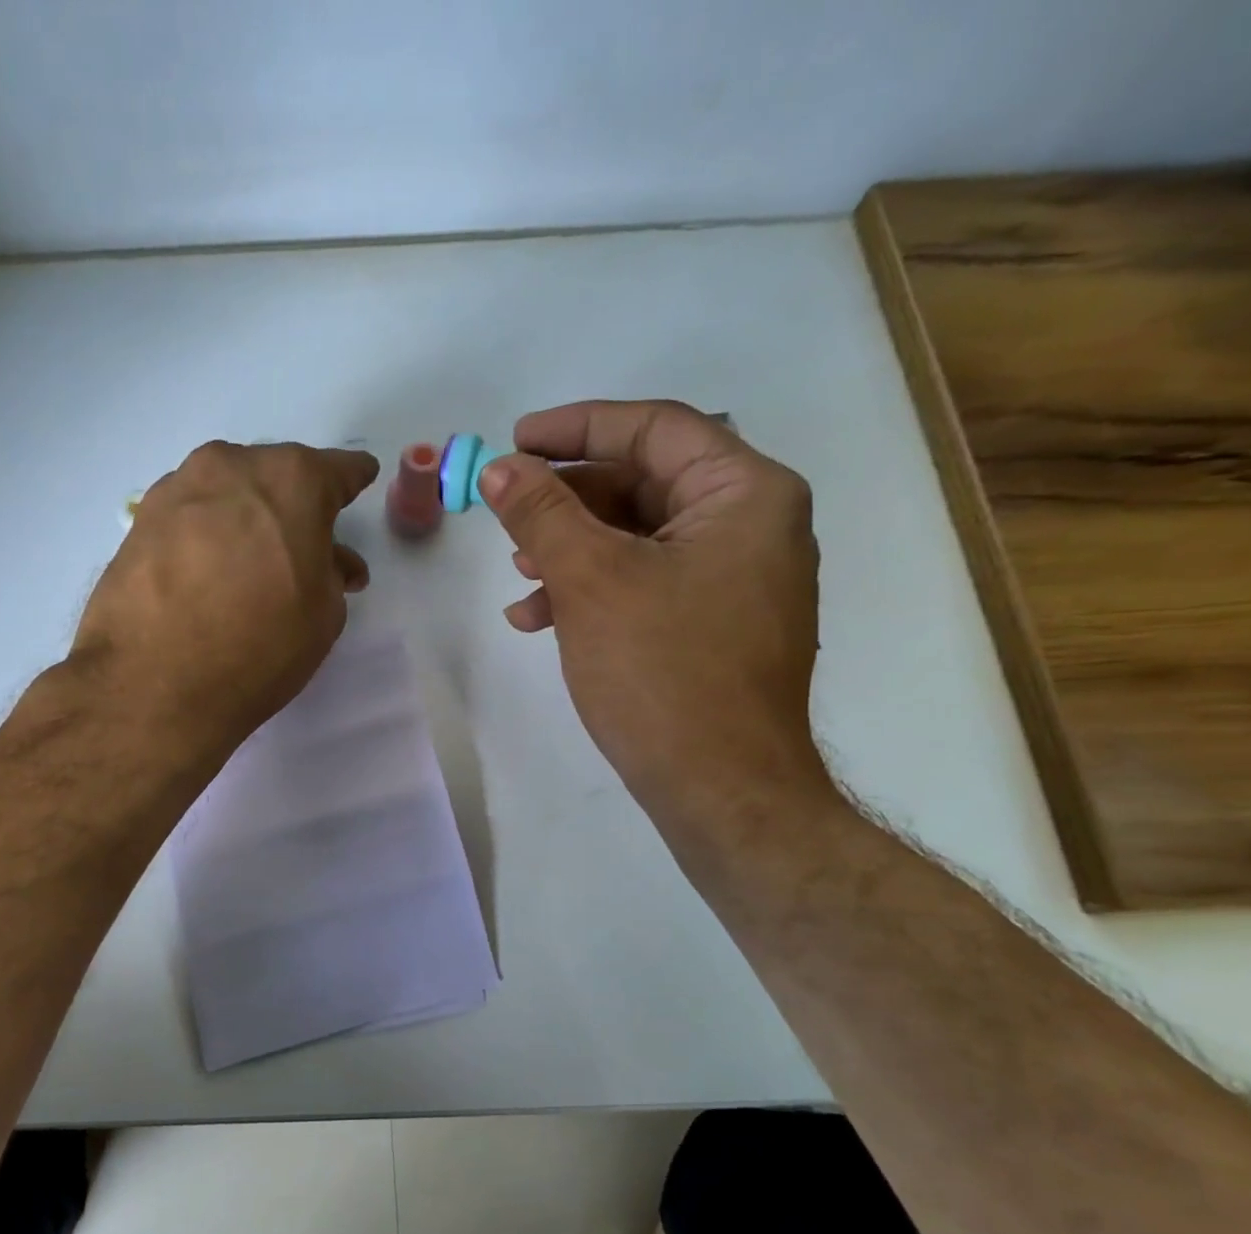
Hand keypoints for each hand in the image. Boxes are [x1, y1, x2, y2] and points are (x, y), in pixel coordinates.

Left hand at [70, 440, 377, 759]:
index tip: (359, 481)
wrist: (155, 683)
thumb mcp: (324, 615)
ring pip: (227, 493)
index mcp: (292, 480)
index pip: (336, 470)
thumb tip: (325, 562)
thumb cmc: (260, 646)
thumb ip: (331, 574)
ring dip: (244, 518)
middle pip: (274, 476)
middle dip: (292, 505)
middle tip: (301, 545)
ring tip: (249, 562)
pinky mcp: (139, 521)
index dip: (352, 480)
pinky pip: (189, 517)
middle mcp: (232, 467)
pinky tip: (206, 571)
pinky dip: (205, 535)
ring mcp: (178, 489)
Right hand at [478, 400, 834, 836]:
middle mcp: (751, 525)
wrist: (719, 789)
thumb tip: (499, 468)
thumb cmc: (662, 672)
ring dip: (571, 547)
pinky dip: (592, 589)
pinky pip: (645, 582)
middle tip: (507, 509)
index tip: (515, 440)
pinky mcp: (711, 624)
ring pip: (638, 536)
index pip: (655, 430)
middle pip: (644, 482)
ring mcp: (734, 579)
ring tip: (518, 573)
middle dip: (567, 498)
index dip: (577, 426)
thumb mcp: (591, 580)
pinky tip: (539, 617)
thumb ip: (542, 514)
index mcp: (745, 494)